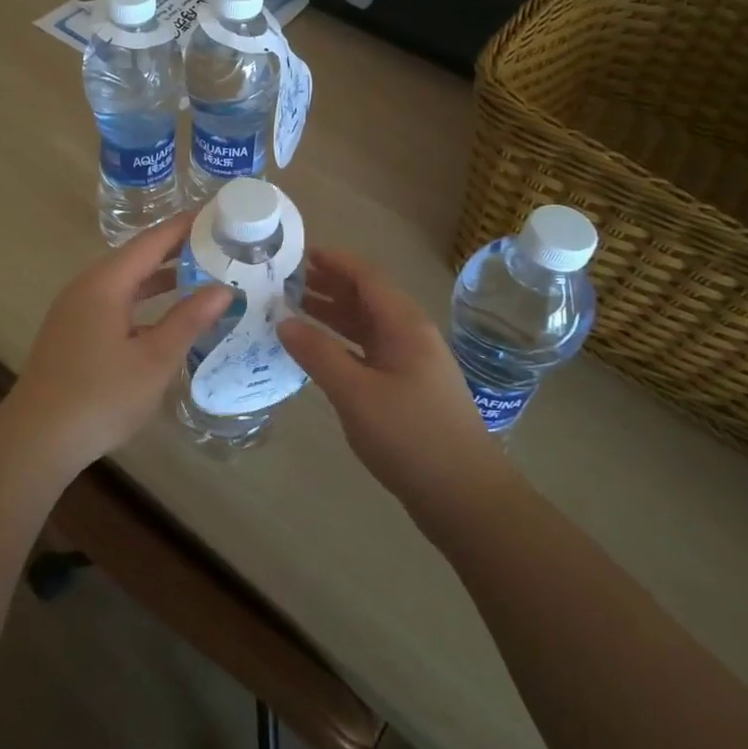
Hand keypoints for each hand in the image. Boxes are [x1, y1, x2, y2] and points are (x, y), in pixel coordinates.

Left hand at [0, 214, 232, 473]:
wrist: (37, 439)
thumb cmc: (100, 396)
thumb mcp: (154, 359)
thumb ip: (188, 319)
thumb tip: (223, 288)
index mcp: (105, 283)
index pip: (152, 240)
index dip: (186, 225)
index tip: (219, 212)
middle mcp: (87, 287)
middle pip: (138, 256)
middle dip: (178, 248)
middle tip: (220, 243)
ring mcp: (76, 310)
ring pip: (126, 281)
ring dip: (162, 277)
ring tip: (203, 273)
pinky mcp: (73, 332)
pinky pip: (116, 302)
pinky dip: (145, 300)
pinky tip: (168, 316)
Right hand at [277, 249, 493, 511]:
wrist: (464, 495)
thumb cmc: (411, 436)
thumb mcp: (356, 393)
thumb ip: (318, 353)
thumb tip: (283, 322)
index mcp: (405, 325)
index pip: (366, 277)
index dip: (333, 261)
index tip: (297, 253)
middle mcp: (410, 336)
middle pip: (366, 298)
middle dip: (328, 285)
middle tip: (285, 281)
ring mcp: (411, 363)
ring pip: (366, 326)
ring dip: (333, 315)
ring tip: (293, 309)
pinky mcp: (407, 389)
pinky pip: (369, 351)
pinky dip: (342, 344)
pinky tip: (318, 352)